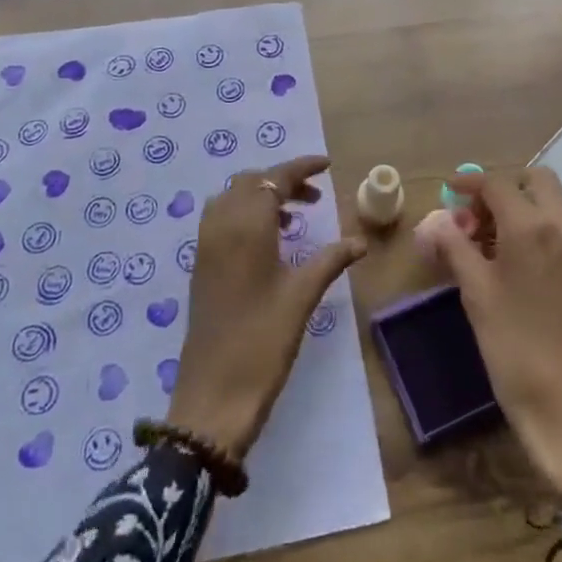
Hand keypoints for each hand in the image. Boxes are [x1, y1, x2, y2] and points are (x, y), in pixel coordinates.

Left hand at [169, 155, 365, 457]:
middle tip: (314, 196)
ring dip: (262, 196)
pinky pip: (221, 219)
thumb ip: (331, 260)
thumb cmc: (263, 341)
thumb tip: (361, 240)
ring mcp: (206, 245)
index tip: (326, 166)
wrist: (213, 395)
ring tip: (295, 217)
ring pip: (232, 198)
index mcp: (246, 226)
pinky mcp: (200, 265)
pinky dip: (245, 214)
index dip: (300, 167)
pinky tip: (269, 241)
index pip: (274, 178)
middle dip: (282, 180)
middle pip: (250, 182)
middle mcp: (221, 226)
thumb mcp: (302, 297)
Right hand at [428, 167, 561, 515]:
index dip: (469, 183)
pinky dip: (541, 233)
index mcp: (533, 227)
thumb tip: (438, 221)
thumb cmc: (518, 353)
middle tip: (476, 218)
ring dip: (523, 211)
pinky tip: (520, 271)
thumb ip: (455, 249)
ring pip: (554, 207)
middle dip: (503, 190)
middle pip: (536, 182)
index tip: (449, 193)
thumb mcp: (477, 297)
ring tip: (491, 247)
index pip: (498, 183)